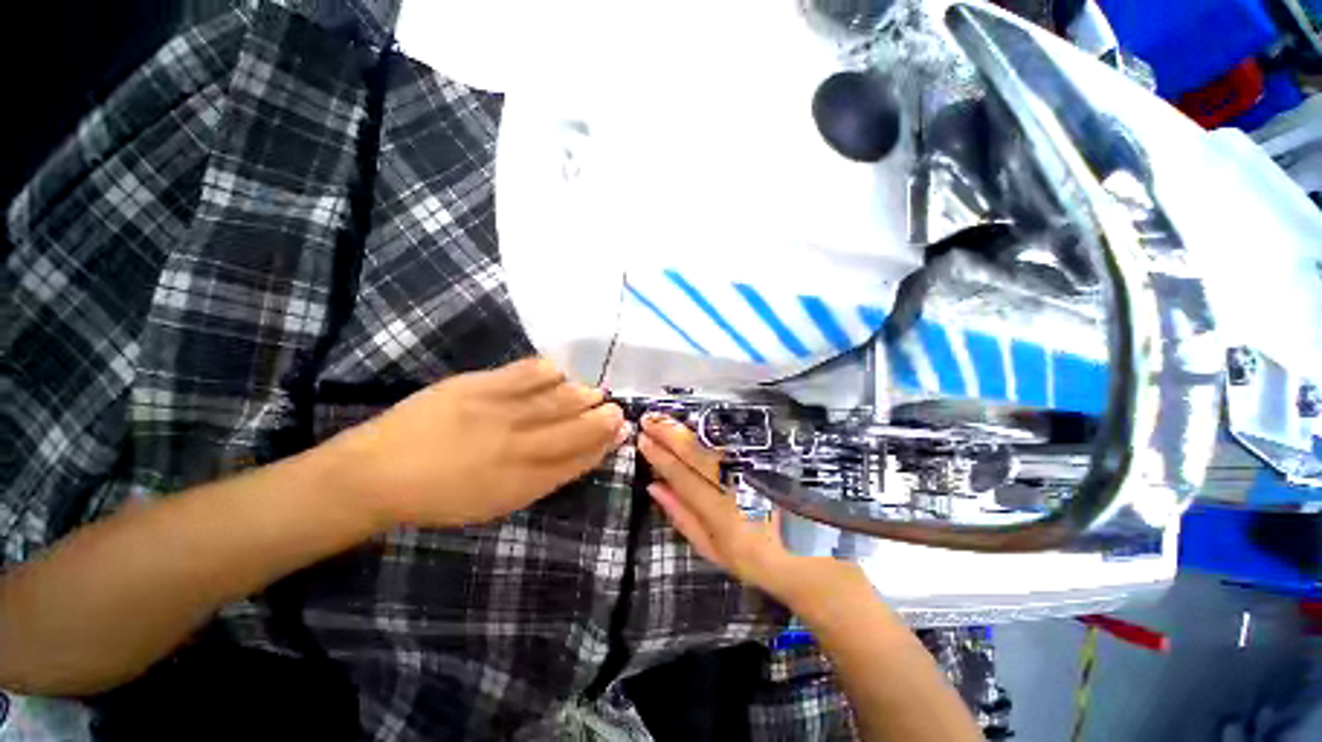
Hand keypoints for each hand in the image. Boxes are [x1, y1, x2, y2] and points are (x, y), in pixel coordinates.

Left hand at [331, 357, 626, 528]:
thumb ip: (543, 477)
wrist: (377, 473)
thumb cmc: (441, 497)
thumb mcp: (498, 502)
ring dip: (583, 396)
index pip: (578, 460)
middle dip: (602, 420)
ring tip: (597, 392)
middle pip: (575, 429)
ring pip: (557, 400)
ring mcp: (498, 413)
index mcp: (522, 482)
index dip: (603, 446)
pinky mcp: (478, 386)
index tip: (620, 433)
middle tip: (618, 410)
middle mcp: (517, 447)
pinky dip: (549, 371)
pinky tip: (561, 372)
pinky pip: (525, 374)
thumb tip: (581, 454)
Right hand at [636, 413, 855, 604]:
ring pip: (716, 445)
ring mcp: (757, 473)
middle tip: (648, 418)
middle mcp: (738, 489)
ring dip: (688, 429)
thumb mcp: (714, 550)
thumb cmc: (756, 560)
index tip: (642, 439)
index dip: (660, 456)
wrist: (813, 560)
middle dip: (669, 435)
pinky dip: (715, 430)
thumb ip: (682, 517)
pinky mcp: (772, 463)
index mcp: (721, 516)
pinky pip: (738, 442)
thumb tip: (653, 486)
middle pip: (698, 455)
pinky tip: (699, 419)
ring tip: (665, 417)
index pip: (682, 477)